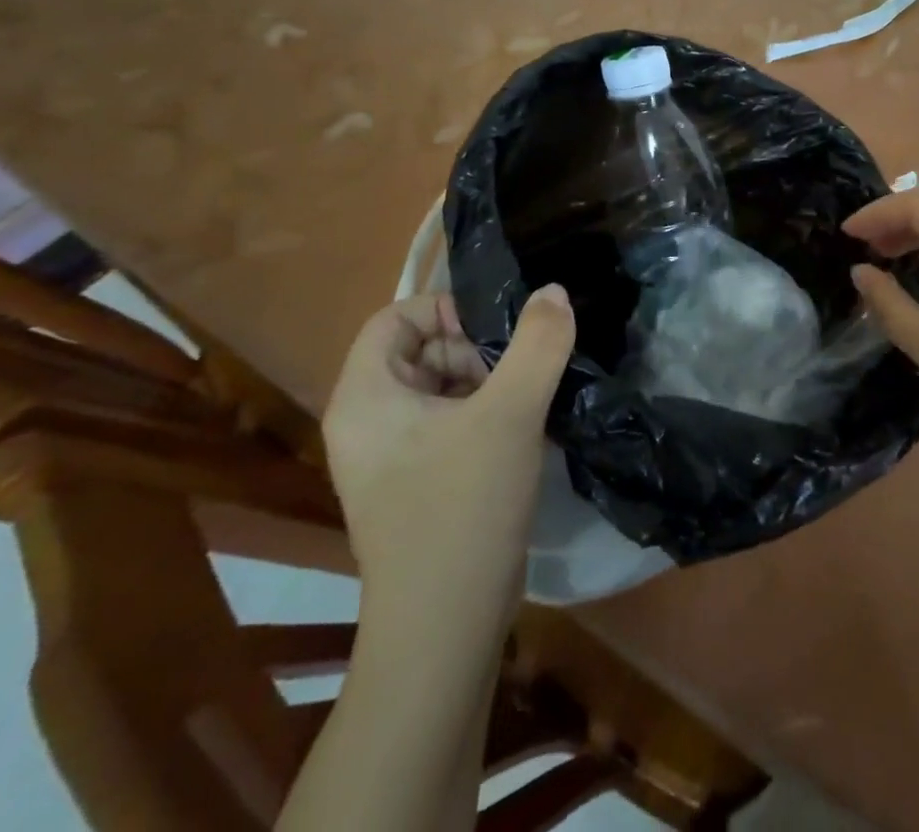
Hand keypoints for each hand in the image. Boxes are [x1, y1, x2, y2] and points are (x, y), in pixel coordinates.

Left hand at [323, 287, 573, 600]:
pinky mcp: (415, 483)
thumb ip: (538, 342)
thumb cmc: (464, 505)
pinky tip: (520, 432)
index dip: (446, 310)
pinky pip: (447, 423)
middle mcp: (366, 422)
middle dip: (473, 350)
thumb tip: (553, 291)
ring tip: (525, 403)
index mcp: (365, 397)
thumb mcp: (511, 412)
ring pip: (439, 387)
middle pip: (420, 350)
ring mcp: (389, 458)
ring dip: (486, 382)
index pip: (395, 318)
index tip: (498, 331)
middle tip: (517, 373)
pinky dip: (484, 414)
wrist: (446, 626)